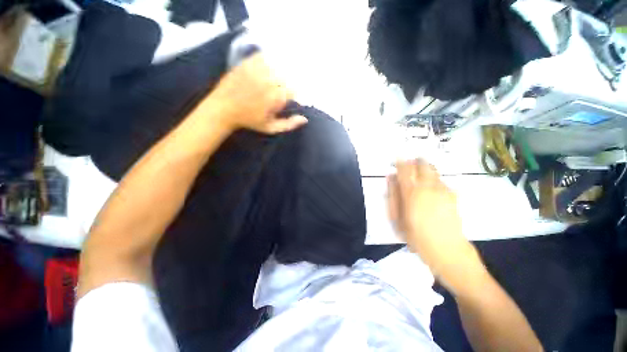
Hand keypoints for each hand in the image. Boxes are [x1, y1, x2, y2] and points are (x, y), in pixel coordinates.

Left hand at [197, 53, 307, 134]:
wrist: (223, 109)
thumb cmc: (249, 121)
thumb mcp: (270, 128)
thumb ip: (289, 124)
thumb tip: (305, 119)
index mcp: (275, 98)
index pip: (295, 89)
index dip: (298, 93)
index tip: (296, 97)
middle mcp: (269, 82)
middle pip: (288, 75)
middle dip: (291, 81)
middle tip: (287, 88)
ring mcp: (257, 70)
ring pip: (278, 64)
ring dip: (282, 69)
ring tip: (280, 76)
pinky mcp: (248, 63)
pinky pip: (263, 56)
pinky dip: (269, 59)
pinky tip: (270, 65)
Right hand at [387, 159, 480, 285]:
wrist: (447, 250)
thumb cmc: (416, 236)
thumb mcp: (397, 218)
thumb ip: (392, 195)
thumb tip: (390, 177)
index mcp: (412, 192)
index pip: (405, 169)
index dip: (400, 161)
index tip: (397, 158)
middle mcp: (428, 187)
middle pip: (423, 165)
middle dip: (415, 161)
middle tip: (409, 164)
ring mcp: (443, 190)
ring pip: (433, 170)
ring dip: (425, 168)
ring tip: (419, 175)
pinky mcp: (453, 196)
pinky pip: (442, 180)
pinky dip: (435, 179)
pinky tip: (431, 188)